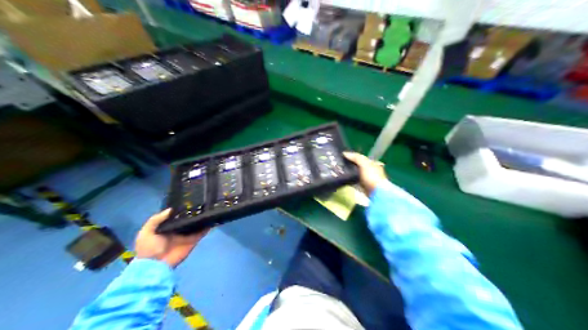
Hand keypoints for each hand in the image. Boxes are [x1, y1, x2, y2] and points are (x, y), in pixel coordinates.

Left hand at [134, 209, 209, 267]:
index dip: (180, 210)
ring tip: (208, 208)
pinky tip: (211, 219)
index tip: (187, 201)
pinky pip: (200, 233)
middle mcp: (177, 231)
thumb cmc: (148, 248)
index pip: (175, 217)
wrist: (155, 266)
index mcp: (165, 228)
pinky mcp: (192, 242)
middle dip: (192, 213)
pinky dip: (206, 228)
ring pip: (195, 225)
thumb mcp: (146, 232)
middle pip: (187, 220)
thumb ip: (157, 219)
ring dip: (201, 219)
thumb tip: (171, 209)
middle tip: (200, 202)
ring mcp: (185, 236)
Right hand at [343, 152, 389, 195]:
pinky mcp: (363, 188)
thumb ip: (356, 157)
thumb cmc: (372, 176)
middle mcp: (371, 171)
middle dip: (350, 166)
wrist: (376, 193)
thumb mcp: (364, 163)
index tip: (343, 157)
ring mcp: (368, 180)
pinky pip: (355, 182)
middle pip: (358, 167)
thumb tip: (344, 153)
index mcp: (373, 164)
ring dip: (349, 174)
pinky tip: (344, 180)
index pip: (362, 158)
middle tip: (339, 165)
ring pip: (356, 175)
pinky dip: (350, 181)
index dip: (353, 157)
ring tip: (339, 172)